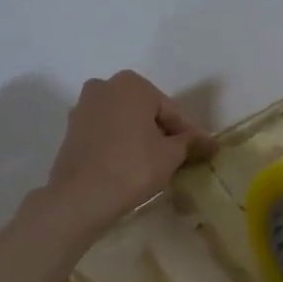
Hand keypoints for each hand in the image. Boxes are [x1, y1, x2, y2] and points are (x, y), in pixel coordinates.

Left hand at [42, 71, 217, 232]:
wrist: (81, 196)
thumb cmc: (133, 167)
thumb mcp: (171, 155)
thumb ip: (190, 142)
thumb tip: (210, 142)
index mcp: (132, 84)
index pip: (171, 111)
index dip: (189, 133)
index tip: (204, 150)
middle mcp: (105, 86)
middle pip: (146, 112)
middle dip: (164, 132)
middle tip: (182, 157)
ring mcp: (84, 107)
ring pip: (125, 122)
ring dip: (142, 138)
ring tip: (158, 164)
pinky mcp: (72, 130)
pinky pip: (107, 133)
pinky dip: (122, 144)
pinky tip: (132, 165)